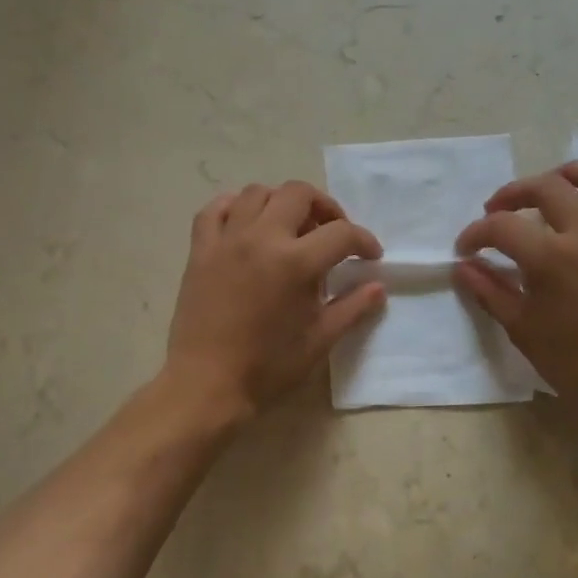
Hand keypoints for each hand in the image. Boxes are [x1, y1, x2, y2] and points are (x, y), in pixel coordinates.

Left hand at [164, 181, 384, 420]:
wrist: (207, 384)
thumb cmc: (268, 367)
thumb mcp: (320, 340)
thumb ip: (352, 308)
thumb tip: (377, 287)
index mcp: (295, 262)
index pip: (341, 233)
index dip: (363, 241)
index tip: (370, 257)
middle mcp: (261, 238)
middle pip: (298, 193)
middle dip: (324, 207)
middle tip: (331, 232)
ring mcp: (226, 240)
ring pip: (256, 193)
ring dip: (280, 202)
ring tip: (290, 227)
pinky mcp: (200, 250)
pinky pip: (214, 209)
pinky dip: (234, 207)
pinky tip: (246, 224)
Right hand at [453, 162, 577, 422]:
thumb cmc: (576, 366)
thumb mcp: (522, 330)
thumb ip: (490, 291)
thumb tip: (464, 266)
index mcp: (552, 259)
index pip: (502, 226)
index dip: (476, 233)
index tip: (467, 247)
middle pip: (546, 187)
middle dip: (512, 193)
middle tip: (499, 210)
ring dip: (571, 174)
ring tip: (554, 185)